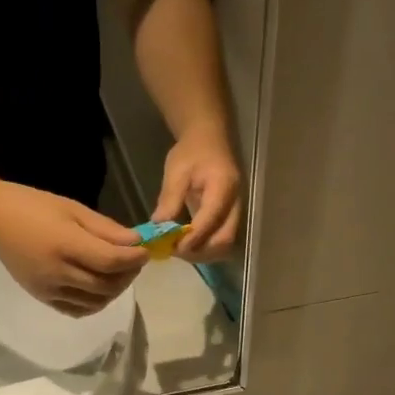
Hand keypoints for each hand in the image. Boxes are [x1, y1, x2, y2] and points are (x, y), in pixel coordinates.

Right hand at [0, 181, 147, 316]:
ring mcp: (48, 289)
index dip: (133, 259)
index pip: (110, 261)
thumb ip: (106, 229)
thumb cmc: (34, 206)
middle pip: (106, 285)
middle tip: (135, 262)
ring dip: (114, 290)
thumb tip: (135, 243)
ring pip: (95, 301)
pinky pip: (77, 310)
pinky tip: (100, 288)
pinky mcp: (42, 298)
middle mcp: (57, 273)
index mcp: (65, 245)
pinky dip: (95, 303)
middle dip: (128, 275)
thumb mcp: (73, 209)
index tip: (145, 251)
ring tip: (119, 273)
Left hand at [153, 125, 242, 260]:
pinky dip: (204, 247)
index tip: (171, 246)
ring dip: (201, 253)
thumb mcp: (176, 171)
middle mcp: (235, 203)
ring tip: (178, 249)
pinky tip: (186, 243)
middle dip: (198, 252)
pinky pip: (220, 240)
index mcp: (223, 187)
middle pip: (224, 240)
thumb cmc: (192, 152)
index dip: (192, 238)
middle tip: (173, 251)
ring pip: (224, 245)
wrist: (208, 140)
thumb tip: (158, 228)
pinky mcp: (229, 218)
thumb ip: (170, 199)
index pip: (211, 220)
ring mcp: (235, 212)